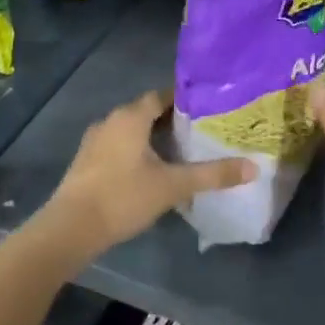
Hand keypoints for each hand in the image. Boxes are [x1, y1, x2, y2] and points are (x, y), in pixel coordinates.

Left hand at [41, 90, 252, 260]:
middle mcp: (110, 121)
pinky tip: (152, 169)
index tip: (209, 108)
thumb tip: (253, 167)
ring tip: (181, 150)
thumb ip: (213, 175)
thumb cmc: (123, 197)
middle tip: (202, 130)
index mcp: (130, 117)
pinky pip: (119, 146)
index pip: (162, 95)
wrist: (70, 229)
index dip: (186, 99)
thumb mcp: (174, 186)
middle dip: (172, 119)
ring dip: (153, 136)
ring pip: (131, 130)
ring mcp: (95, 142)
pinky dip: (137, 150)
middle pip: (146, 112)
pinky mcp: (87, 162)